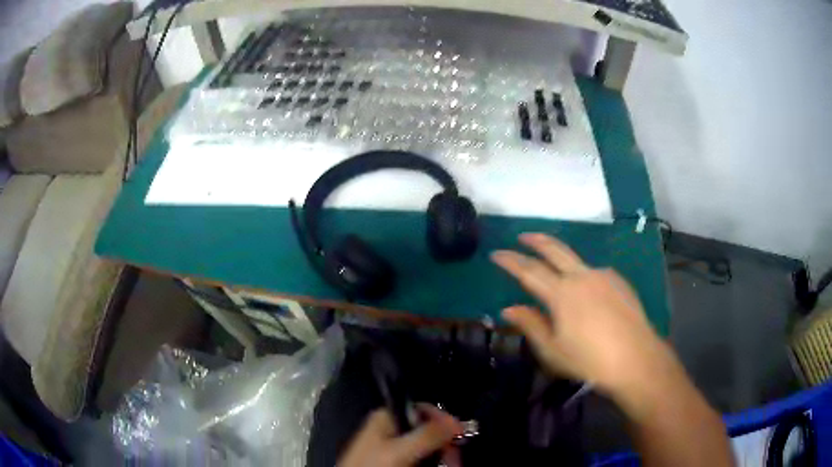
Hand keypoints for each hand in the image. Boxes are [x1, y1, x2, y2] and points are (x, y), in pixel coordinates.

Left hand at [339, 406, 462, 466]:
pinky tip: (441, 465)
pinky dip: (432, 460)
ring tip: (452, 463)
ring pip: (426, 444)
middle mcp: (390, 428)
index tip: (459, 431)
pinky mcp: (394, 460)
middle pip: (427, 428)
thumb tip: (456, 420)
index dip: (442, 418)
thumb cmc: (374, 465)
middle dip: (444, 441)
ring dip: (442, 453)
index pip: (421, 408)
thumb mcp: (399, 450)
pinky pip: (419, 456)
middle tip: (456, 456)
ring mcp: (392, 446)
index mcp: (387, 417)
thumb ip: (427, 434)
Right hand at [491, 233, 675, 399]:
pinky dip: (583, 275)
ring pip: (576, 260)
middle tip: (523, 236)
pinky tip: (586, 290)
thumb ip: (530, 325)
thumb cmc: (589, 360)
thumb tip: (509, 308)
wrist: (636, 359)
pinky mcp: (619, 282)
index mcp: (562, 293)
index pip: (529, 270)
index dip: (510, 261)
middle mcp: (582, 276)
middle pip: (555, 250)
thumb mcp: (553, 350)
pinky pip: (595, 272)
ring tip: (554, 266)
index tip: (496, 254)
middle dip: (536, 241)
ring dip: (560, 257)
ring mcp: (603, 276)